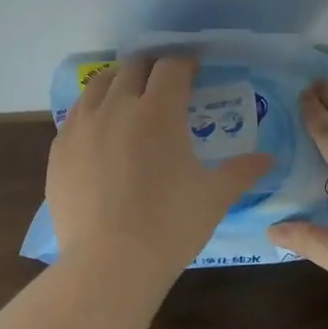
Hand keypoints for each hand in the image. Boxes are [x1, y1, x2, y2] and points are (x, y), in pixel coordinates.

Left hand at [47, 56, 272, 279]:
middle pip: (133, 67)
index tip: (193, 72)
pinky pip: (75, 116)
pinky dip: (91, 112)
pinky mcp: (58, 149)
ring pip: (97, 85)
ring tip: (127, 99)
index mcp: (158, 111)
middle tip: (162, 84)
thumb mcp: (214, 197)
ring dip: (117, 82)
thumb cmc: (170, 226)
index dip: (185, 64)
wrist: (108, 264)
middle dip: (151, 68)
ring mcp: (82, 126)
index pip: (172, 67)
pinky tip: (99, 133)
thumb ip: (241, 172)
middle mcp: (117, 107)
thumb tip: (269, 159)